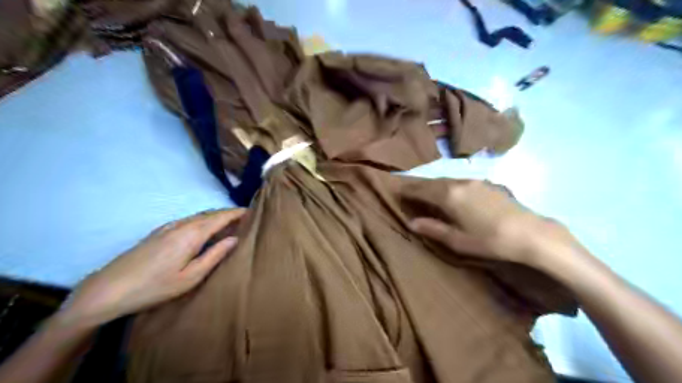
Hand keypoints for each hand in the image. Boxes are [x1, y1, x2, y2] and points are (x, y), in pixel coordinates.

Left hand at [55, 208, 244, 327]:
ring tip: (228, 223)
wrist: (108, 289)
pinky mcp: (159, 232)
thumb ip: (214, 255)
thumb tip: (234, 239)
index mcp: (192, 234)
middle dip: (228, 213)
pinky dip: (202, 220)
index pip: (220, 217)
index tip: (251, 211)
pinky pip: (188, 220)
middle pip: (210, 213)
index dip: (237, 213)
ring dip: (215, 216)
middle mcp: (181, 224)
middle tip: (244, 218)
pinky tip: (203, 229)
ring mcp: (168, 227)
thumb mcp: (190, 277)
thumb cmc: (155, 286)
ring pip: (198, 216)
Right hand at [407, 180, 576, 266]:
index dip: (407, 190)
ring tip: (425, 192)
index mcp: (448, 195)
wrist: (530, 233)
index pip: (420, 189)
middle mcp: (458, 183)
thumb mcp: (457, 240)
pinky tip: (451, 194)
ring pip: (446, 180)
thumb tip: (411, 223)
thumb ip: (432, 228)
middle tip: (407, 190)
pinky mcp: (487, 183)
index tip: (395, 191)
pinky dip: (448, 186)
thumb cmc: (489, 240)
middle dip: (418, 186)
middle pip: (432, 182)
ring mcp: (474, 181)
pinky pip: (459, 182)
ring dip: (433, 185)